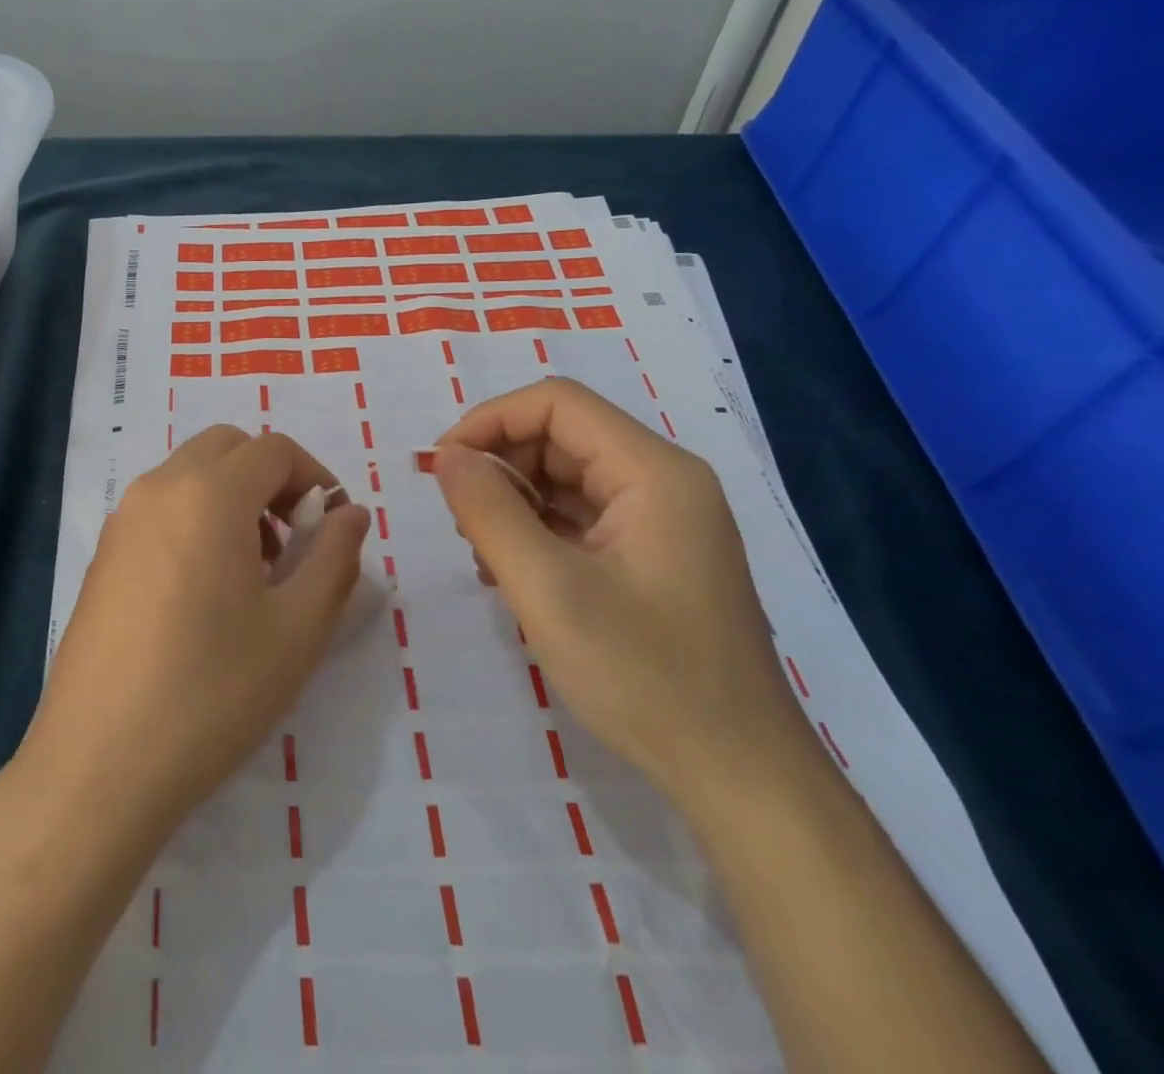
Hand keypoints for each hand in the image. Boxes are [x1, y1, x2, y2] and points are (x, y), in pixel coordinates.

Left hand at [22, 426, 370, 844]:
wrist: (100, 762)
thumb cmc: (212, 693)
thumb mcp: (297, 630)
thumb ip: (334, 558)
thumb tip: (351, 514)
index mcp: (209, 494)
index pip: (274, 449)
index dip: (315, 477)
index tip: (333, 525)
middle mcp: (158, 489)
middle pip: (227, 447)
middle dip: (271, 477)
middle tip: (294, 540)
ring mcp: (122, 519)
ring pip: (190, 473)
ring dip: (232, 495)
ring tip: (254, 571)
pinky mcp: (103, 554)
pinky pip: (160, 507)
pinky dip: (195, 516)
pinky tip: (205, 590)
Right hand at [431, 379, 811, 804]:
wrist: (739, 777)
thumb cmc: (644, 676)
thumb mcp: (548, 589)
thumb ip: (489, 511)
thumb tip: (446, 456)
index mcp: (654, 473)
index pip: (556, 403)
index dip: (489, 421)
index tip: (443, 468)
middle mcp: (664, 482)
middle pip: (561, 436)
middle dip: (499, 464)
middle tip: (459, 519)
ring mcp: (662, 521)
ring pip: (566, 476)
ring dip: (513, 499)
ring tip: (482, 553)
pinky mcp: (653, 556)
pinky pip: (580, 516)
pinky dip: (536, 529)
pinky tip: (512, 572)